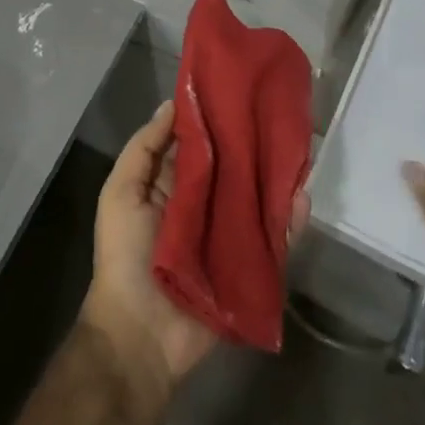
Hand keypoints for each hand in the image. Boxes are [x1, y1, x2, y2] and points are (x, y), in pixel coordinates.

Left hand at [83, 101, 309, 392]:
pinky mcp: (249, 266)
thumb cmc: (125, 256)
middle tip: (279, 114)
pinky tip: (303, 197)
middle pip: (234, 168)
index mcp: (173, 186)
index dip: (216, 118)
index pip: (200, 144)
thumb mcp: (121, 193)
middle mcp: (204, 205)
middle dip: (253, 144)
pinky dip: (290, 219)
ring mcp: (229, 236)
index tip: (239, 88)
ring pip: (258, 198)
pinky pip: (275, 238)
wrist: (140, 336)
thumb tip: (172, 105)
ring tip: (300, 151)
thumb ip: (144, 148)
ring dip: (277, 177)